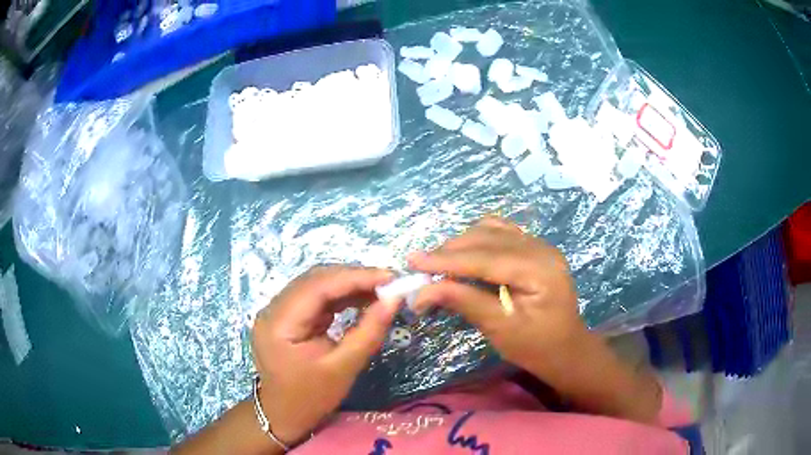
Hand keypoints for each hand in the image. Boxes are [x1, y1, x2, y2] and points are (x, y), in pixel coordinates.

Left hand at [251, 266, 397, 444]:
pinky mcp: (287, 316)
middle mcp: (273, 309)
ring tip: (380, 290)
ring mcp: (278, 311)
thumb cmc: (311, 397)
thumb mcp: (343, 368)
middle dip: (354, 277)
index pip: (317, 286)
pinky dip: (340, 296)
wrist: (284, 414)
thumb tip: (395, 299)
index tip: (390, 276)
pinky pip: (315, 297)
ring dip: (348, 284)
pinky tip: (362, 299)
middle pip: (315, 280)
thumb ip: (369, 332)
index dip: (355, 277)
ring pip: (316, 284)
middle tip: (389, 283)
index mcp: (279, 323)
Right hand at [408, 216, 587, 379]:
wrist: (565, 348)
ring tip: (438, 264)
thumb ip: (465, 303)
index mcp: (540, 270)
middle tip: (419, 268)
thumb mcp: (500, 329)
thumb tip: (424, 290)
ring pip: (491, 230)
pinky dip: (476, 240)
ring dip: (461, 244)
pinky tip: (463, 255)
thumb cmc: (536, 347)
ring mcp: (539, 244)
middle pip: (486, 238)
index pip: (486, 258)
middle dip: (449, 252)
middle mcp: (541, 248)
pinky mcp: (534, 248)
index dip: (447, 260)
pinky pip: (500, 232)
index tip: (413, 262)